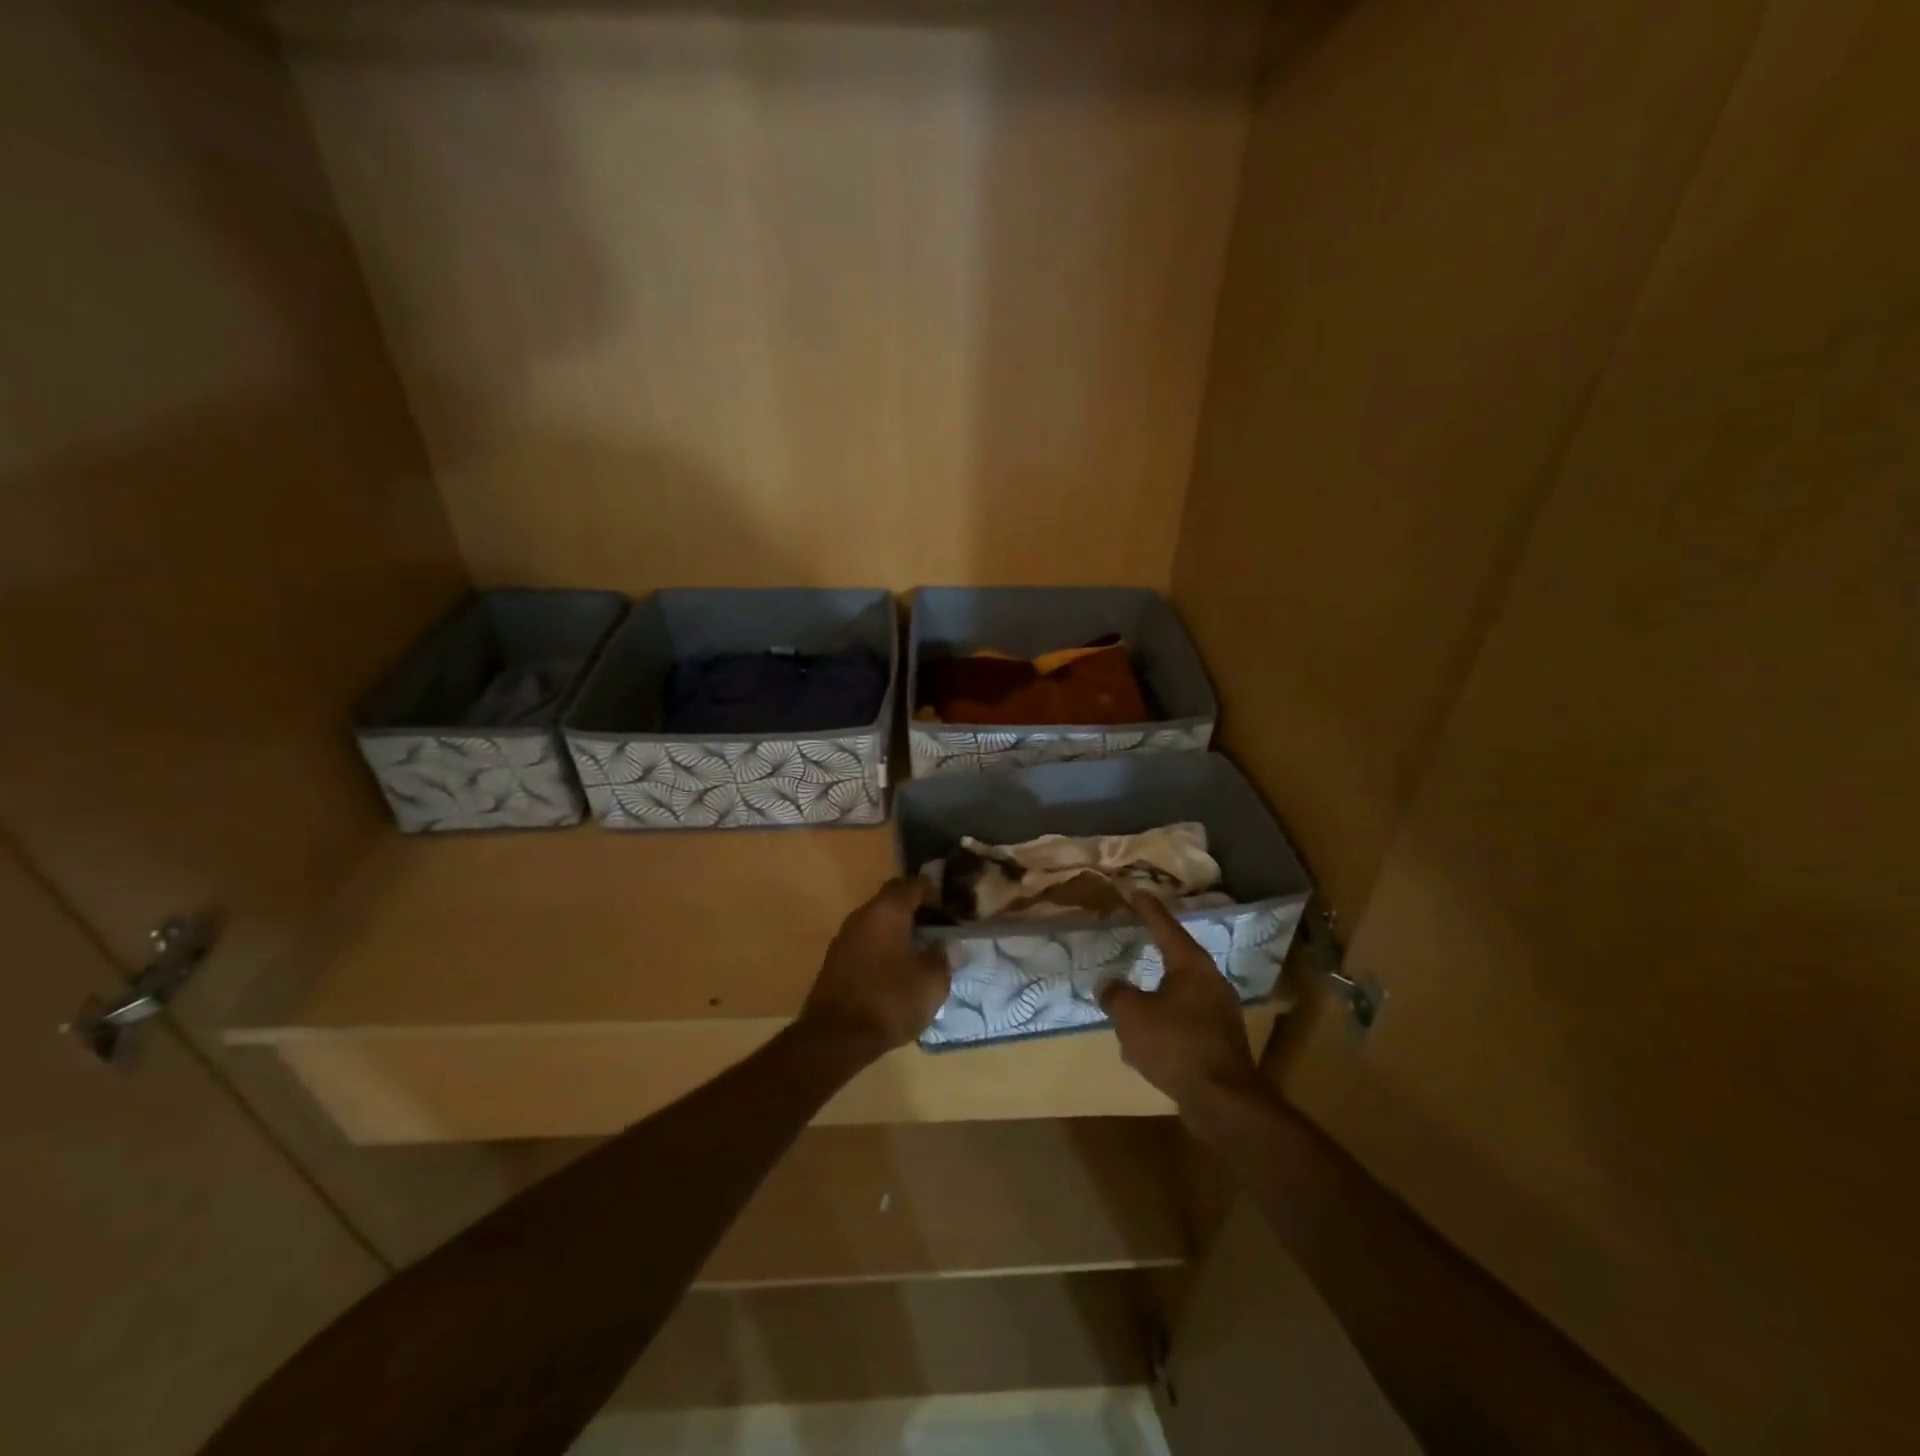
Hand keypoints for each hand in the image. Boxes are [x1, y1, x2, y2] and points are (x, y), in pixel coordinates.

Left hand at [799, 878, 950, 1061]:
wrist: (835, 1037)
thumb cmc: (890, 1002)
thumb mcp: (931, 983)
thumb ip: (943, 958)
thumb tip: (947, 946)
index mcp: (887, 911)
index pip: (913, 884)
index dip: (933, 892)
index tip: (948, 909)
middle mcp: (863, 915)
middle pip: (891, 898)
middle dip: (914, 907)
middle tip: (935, 926)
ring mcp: (844, 936)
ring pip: (876, 919)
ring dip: (897, 927)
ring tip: (918, 948)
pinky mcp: (835, 959)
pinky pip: (865, 939)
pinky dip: (882, 944)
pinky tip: (895, 967)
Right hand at [1100, 894, 1266, 1115]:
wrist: (1222, 1100)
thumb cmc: (1175, 1044)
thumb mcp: (1132, 1016)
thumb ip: (1115, 995)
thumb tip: (1109, 985)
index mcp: (1191, 965)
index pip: (1166, 927)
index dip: (1148, 910)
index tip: (1137, 893)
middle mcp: (1211, 981)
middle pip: (1178, 957)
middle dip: (1157, 949)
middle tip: (1139, 936)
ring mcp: (1220, 1012)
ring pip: (1181, 992)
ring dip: (1158, 992)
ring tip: (1136, 996)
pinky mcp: (1221, 1040)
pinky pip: (1186, 1020)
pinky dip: (1166, 1021)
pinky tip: (1148, 1039)